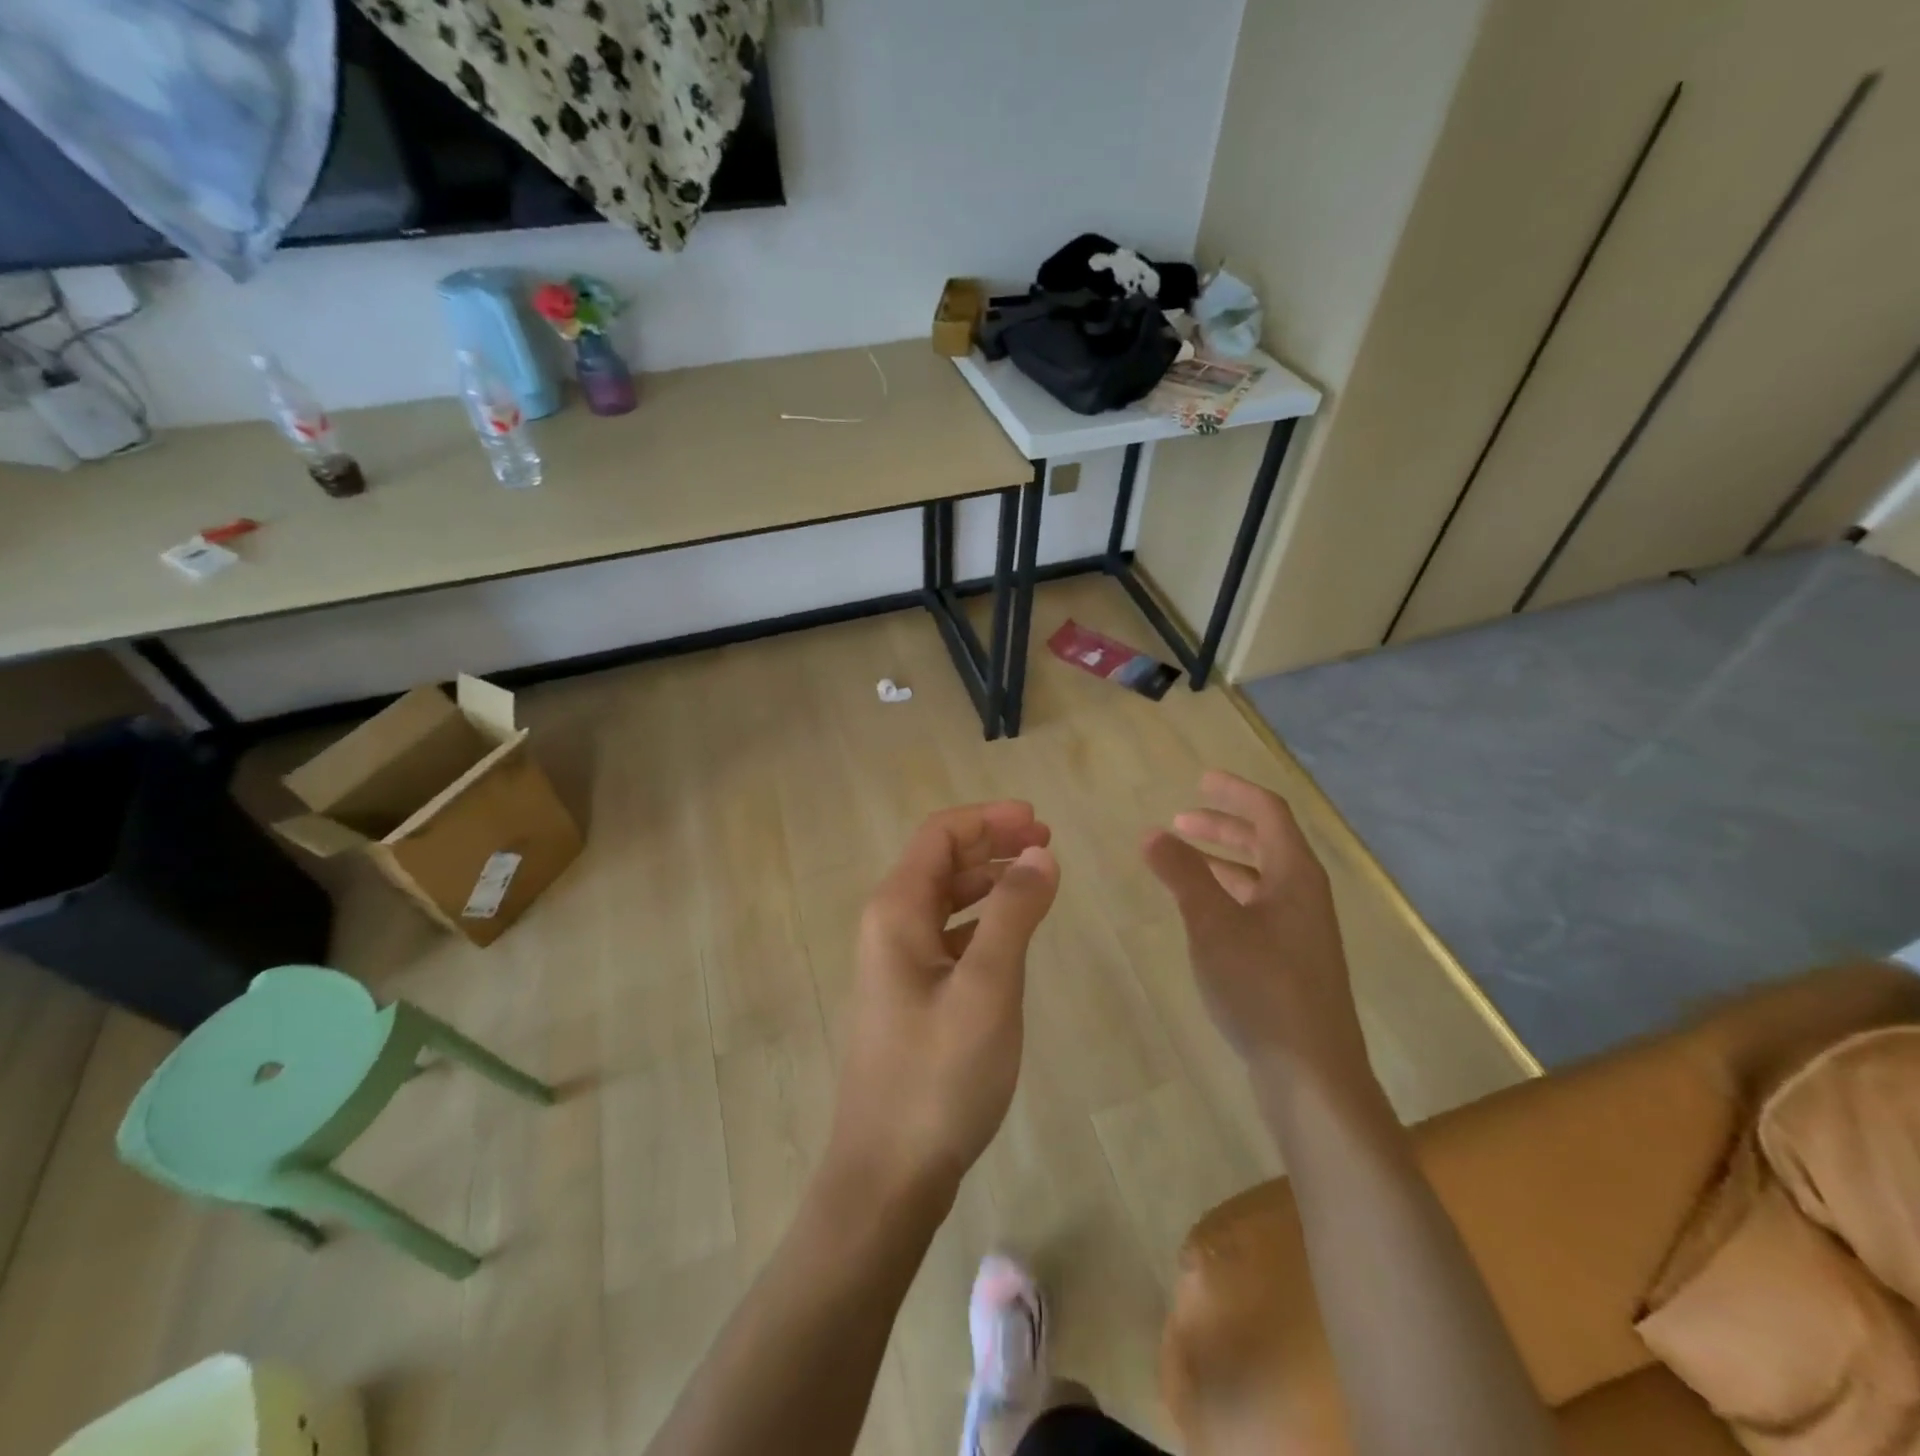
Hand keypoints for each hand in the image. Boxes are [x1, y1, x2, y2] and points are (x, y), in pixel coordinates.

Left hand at [827, 802, 1059, 1205]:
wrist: (888, 1172)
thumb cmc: (939, 1075)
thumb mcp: (987, 986)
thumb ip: (1014, 912)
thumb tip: (1040, 853)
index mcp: (896, 911)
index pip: (940, 835)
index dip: (989, 819)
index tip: (1039, 821)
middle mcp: (888, 926)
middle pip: (940, 861)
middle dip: (992, 843)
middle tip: (1046, 843)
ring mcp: (896, 963)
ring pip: (944, 899)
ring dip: (988, 880)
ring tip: (1037, 879)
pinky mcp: (910, 995)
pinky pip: (947, 936)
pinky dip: (981, 920)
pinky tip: (1010, 934)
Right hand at [1142, 772, 1366, 1080]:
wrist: (1311, 1073)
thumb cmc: (1263, 986)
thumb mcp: (1213, 924)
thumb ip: (1182, 874)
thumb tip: (1151, 833)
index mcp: (1296, 875)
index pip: (1269, 813)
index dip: (1235, 792)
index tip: (1200, 780)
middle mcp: (1305, 896)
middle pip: (1265, 843)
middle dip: (1222, 827)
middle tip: (1178, 823)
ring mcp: (1302, 931)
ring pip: (1260, 878)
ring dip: (1222, 862)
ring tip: (1182, 863)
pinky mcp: (1292, 962)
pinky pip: (1258, 908)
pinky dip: (1228, 895)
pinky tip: (1202, 913)